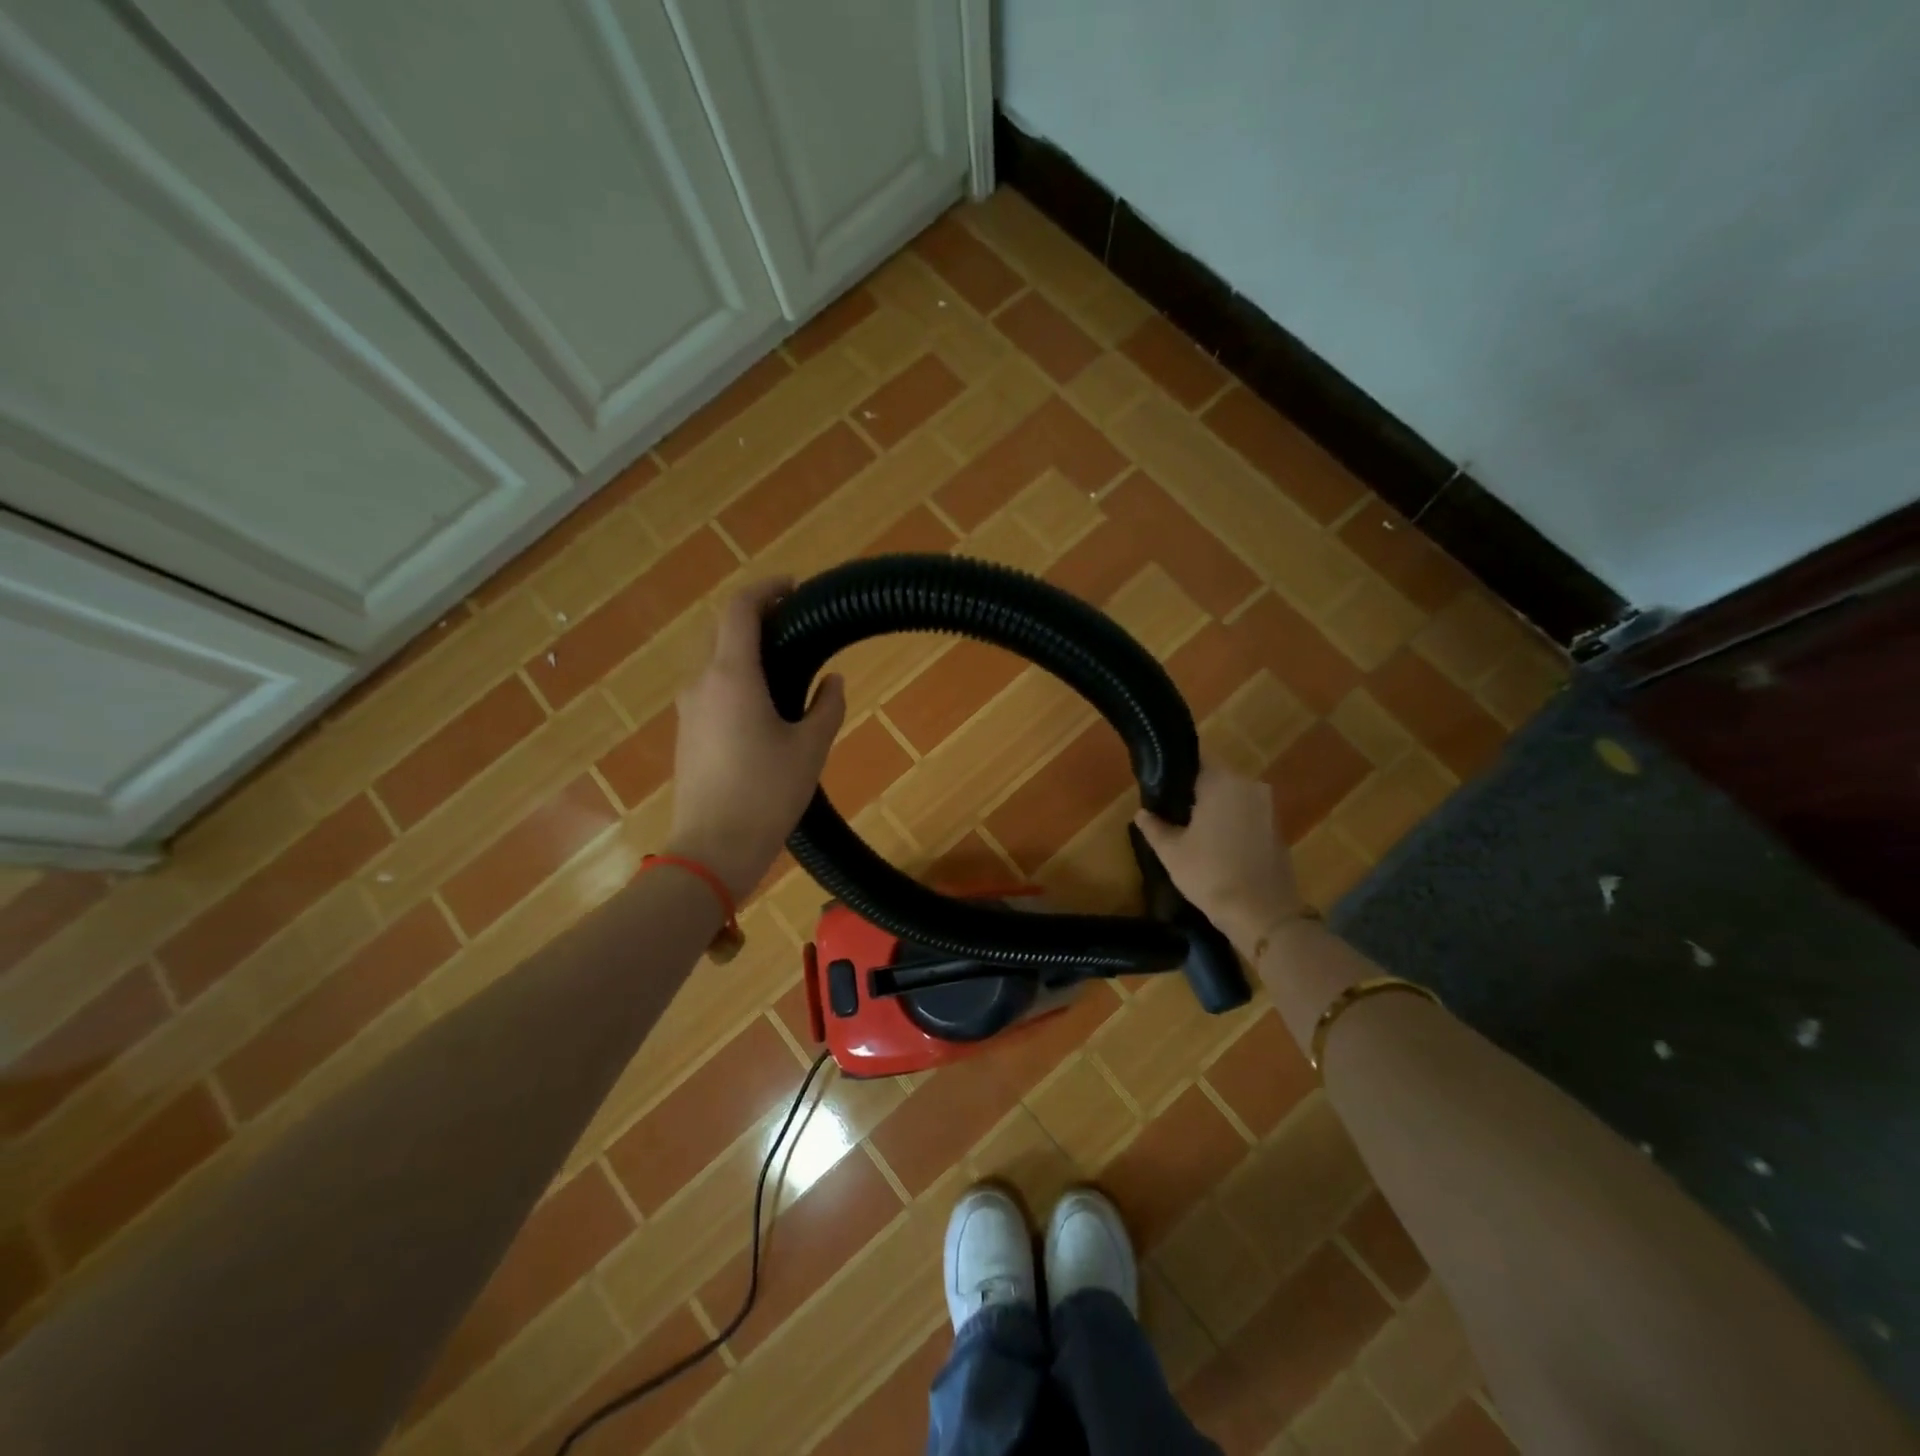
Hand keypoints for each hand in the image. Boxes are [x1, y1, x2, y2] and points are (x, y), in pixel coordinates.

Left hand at [667, 579, 844, 900]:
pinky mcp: (686, 734)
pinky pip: (713, 692)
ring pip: (717, 664)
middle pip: (724, 632)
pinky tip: (766, 708)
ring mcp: (688, 710)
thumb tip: (832, 680)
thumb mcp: (810, 748)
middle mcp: (701, 683)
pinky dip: (738, 682)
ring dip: (747, 654)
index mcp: (731, 676)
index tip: (793, 588)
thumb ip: (827, 706)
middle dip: (758, 620)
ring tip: (788, 670)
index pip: (739, 609)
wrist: (712, 850)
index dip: (766, 589)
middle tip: (798, 628)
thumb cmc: (767, 794)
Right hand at [1134, 762, 1304, 948]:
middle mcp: (1249, 786)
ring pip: (1232, 797)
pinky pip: (1247, 814)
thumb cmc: (1211, 875)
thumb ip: (1154, 827)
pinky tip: (1215, 843)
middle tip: (1169, 810)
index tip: (1159, 783)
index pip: (1196, 758)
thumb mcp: (1171, 852)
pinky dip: (1231, 822)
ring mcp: (1268, 807)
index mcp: (1222, 782)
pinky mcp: (1277, 828)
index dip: (1176, 768)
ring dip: (1213, 807)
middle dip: (1193, 791)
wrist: (1264, 914)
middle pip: (1215, 777)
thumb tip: (1142, 813)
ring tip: (1189, 828)